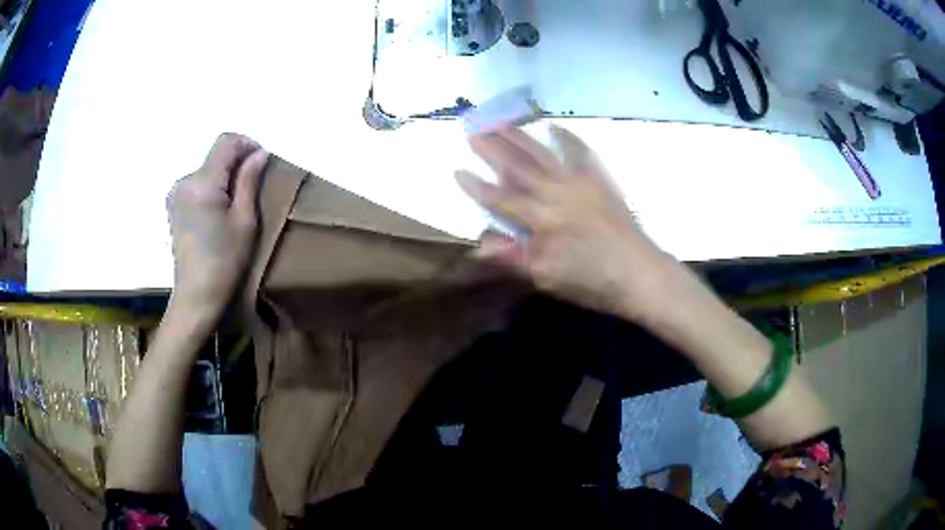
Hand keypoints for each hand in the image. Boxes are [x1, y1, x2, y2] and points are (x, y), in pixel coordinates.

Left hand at [167, 133, 267, 321]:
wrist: (196, 296)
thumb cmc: (225, 261)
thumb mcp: (245, 220)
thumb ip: (249, 180)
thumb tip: (259, 153)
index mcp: (202, 183)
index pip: (226, 142)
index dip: (246, 145)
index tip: (260, 163)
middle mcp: (184, 181)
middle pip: (215, 156)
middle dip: (236, 164)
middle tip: (251, 190)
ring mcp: (175, 194)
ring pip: (207, 169)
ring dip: (224, 177)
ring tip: (234, 205)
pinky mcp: (174, 206)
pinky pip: (197, 184)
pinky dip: (212, 188)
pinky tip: (217, 213)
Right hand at [456, 126, 684, 324]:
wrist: (640, 273)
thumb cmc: (592, 281)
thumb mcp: (548, 278)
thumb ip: (513, 257)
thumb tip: (479, 243)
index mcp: (543, 219)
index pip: (502, 199)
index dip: (478, 186)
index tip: (457, 169)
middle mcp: (558, 193)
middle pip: (519, 167)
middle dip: (493, 148)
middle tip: (472, 128)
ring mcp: (580, 182)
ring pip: (543, 154)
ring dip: (519, 136)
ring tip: (499, 120)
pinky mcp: (600, 181)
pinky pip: (581, 153)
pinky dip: (567, 138)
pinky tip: (555, 126)